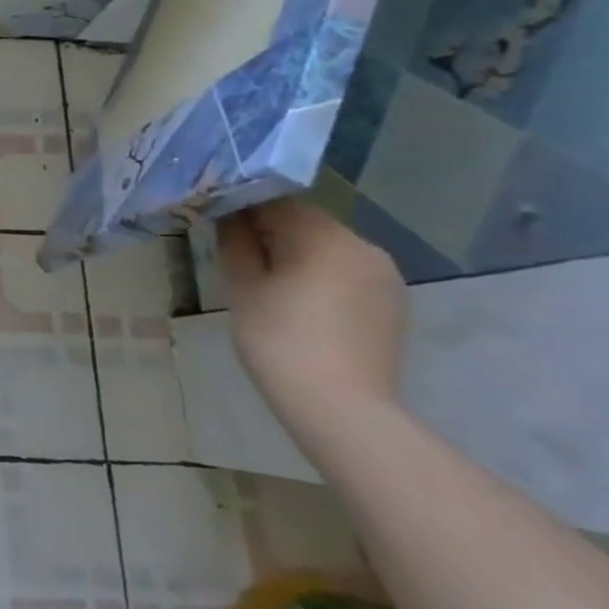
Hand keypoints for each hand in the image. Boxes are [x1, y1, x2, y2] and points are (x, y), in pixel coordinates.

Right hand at [215, 199, 406, 431]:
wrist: (341, 408)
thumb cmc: (279, 339)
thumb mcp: (242, 286)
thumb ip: (234, 241)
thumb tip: (229, 215)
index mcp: (323, 235)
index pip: (275, 200)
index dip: (241, 206)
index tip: (216, 222)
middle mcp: (362, 245)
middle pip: (304, 222)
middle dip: (269, 232)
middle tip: (236, 255)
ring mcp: (384, 275)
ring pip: (326, 248)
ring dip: (296, 255)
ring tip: (268, 284)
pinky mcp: (393, 302)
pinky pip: (346, 273)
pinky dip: (320, 277)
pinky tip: (301, 305)